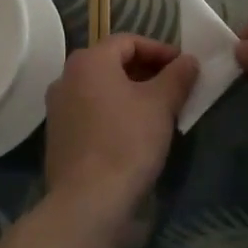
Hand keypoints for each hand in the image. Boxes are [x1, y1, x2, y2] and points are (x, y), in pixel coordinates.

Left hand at [44, 35, 196, 243]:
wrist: (88, 205)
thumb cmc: (126, 143)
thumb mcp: (161, 104)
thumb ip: (177, 76)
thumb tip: (189, 60)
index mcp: (89, 61)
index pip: (129, 42)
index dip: (160, 50)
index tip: (184, 67)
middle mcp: (67, 78)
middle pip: (113, 64)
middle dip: (147, 73)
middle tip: (175, 89)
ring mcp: (58, 110)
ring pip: (103, 91)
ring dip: (132, 95)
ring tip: (160, 112)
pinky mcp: (59, 139)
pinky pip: (92, 114)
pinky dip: (115, 115)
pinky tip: (136, 135)